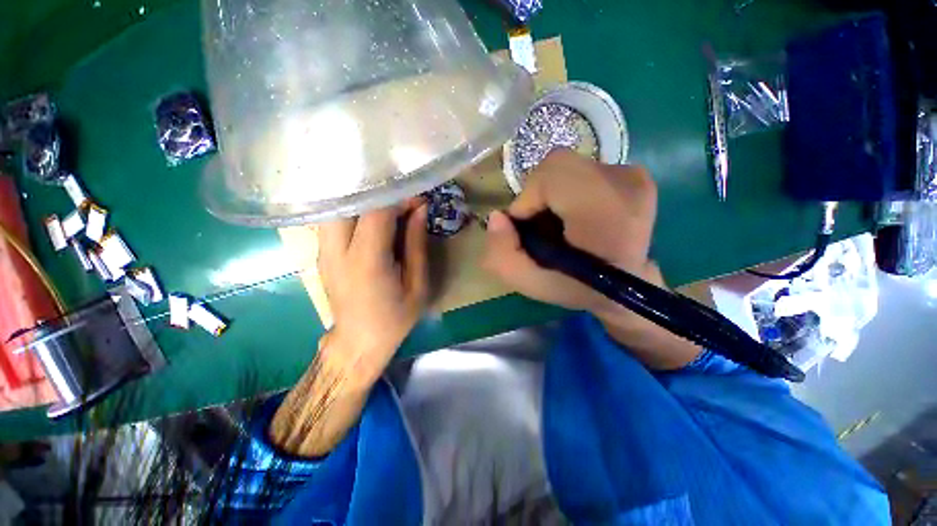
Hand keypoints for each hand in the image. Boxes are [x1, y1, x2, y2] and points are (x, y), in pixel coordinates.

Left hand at [318, 199, 428, 383]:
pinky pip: (334, 219)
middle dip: (378, 195)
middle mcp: (337, 251)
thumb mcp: (418, 284)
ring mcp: (323, 251)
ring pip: (337, 207)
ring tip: (388, 207)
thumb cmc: (395, 318)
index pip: (376, 212)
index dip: (398, 199)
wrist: (358, 342)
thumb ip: (416, 243)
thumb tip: (420, 208)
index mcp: (367, 261)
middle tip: (401, 201)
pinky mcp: (321, 253)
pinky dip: (354, 211)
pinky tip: (371, 218)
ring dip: (364, 201)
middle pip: (349, 202)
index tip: (417, 199)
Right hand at [483, 149, 700, 368]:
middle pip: (557, 164)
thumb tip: (496, 217)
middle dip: (537, 193)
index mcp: (604, 213)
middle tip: (540, 223)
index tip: (528, 227)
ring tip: (558, 220)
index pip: (551, 174)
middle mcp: (625, 185)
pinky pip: (584, 169)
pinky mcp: (635, 175)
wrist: (629, 288)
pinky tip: (575, 213)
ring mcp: (634, 176)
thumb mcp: (531, 284)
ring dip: (552, 191)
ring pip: (568, 165)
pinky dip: (569, 188)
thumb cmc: (581, 289)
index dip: (528, 198)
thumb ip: (502, 255)